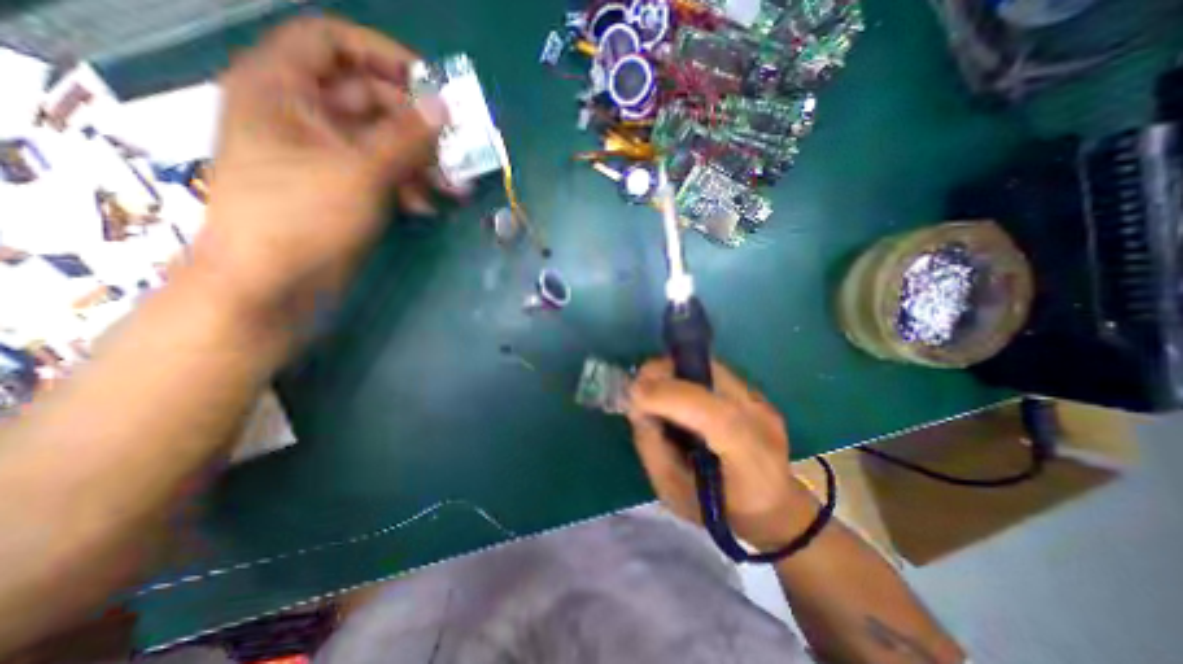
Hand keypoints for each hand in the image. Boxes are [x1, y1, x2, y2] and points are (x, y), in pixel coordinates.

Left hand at [191, 17, 447, 322]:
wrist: (274, 282)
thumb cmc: (304, 215)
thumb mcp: (361, 170)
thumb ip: (407, 137)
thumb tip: (445, 107)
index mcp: (284, 88)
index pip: (334, 44)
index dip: (384, 56)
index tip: (432, 85)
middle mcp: (304, 115)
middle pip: (370, 99)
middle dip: (417, 125)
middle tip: (457, 146)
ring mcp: (326, 155)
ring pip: (383, 143)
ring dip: (422, 162)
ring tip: (456, 185)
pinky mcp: (344, 188)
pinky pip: (382, 173)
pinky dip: (408, 185)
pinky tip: (428, 205)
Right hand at [634, 359, 819, 549]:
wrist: (773, 506)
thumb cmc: (720, 511)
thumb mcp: (674, 493)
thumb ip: (651, 446)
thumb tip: (636, 404)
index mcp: (750, 460)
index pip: (717, 417)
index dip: (670, 397)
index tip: (633, 393)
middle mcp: (761, 419)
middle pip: (712, 375)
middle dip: (663, 374)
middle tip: (638, 391)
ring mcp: (760, 400)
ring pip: (706, 364)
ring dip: (672, 372)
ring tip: (655, 394)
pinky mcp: (753, 391)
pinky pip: (709, 370)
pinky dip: (684, 376)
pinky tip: (676, 397)